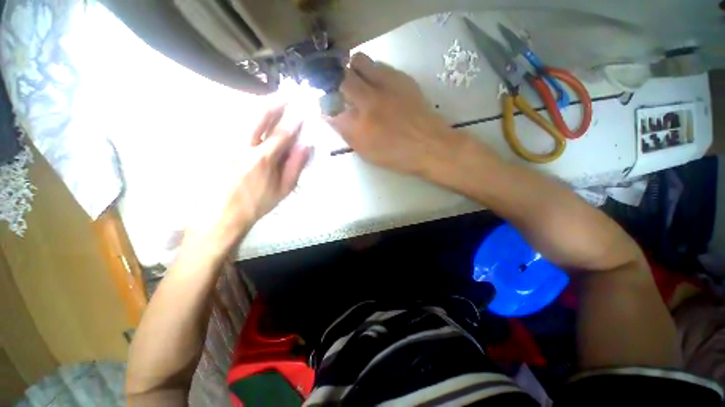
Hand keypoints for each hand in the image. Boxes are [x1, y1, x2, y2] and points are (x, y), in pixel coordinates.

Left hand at [183, 101, 310, 256]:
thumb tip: (306, 146)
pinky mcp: (216, 146)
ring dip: (259, 106)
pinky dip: (243, 116)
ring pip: (243, 117)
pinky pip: (230, 125)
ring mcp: (227, 144)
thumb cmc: (258, 203)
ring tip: (271, 100)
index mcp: (264, 158)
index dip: (294, 121)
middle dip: (275, 103)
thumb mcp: (283, 189)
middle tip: (285, 94)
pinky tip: (250, 114)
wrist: (223, 214)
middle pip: (260, 117)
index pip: (283, 133)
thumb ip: (295, 166)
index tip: (302, 110)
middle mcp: (244, 146)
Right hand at [330, 53, 459, 175]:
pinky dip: (374, 72)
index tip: (330, 109)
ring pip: (359, 61)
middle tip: (344, 92)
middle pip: (342, 79)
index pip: (332, 109)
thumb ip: (348, 135)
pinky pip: (380, 65)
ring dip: (354, 71)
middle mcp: (368, 101)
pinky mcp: (401, 78)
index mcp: (359, 126)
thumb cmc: (397, 156)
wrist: (429, 145)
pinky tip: (380, 86)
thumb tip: (332, 118)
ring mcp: (385, 86)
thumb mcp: (367, 153)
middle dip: (338, 84)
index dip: (327, 107)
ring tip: (360, 83)